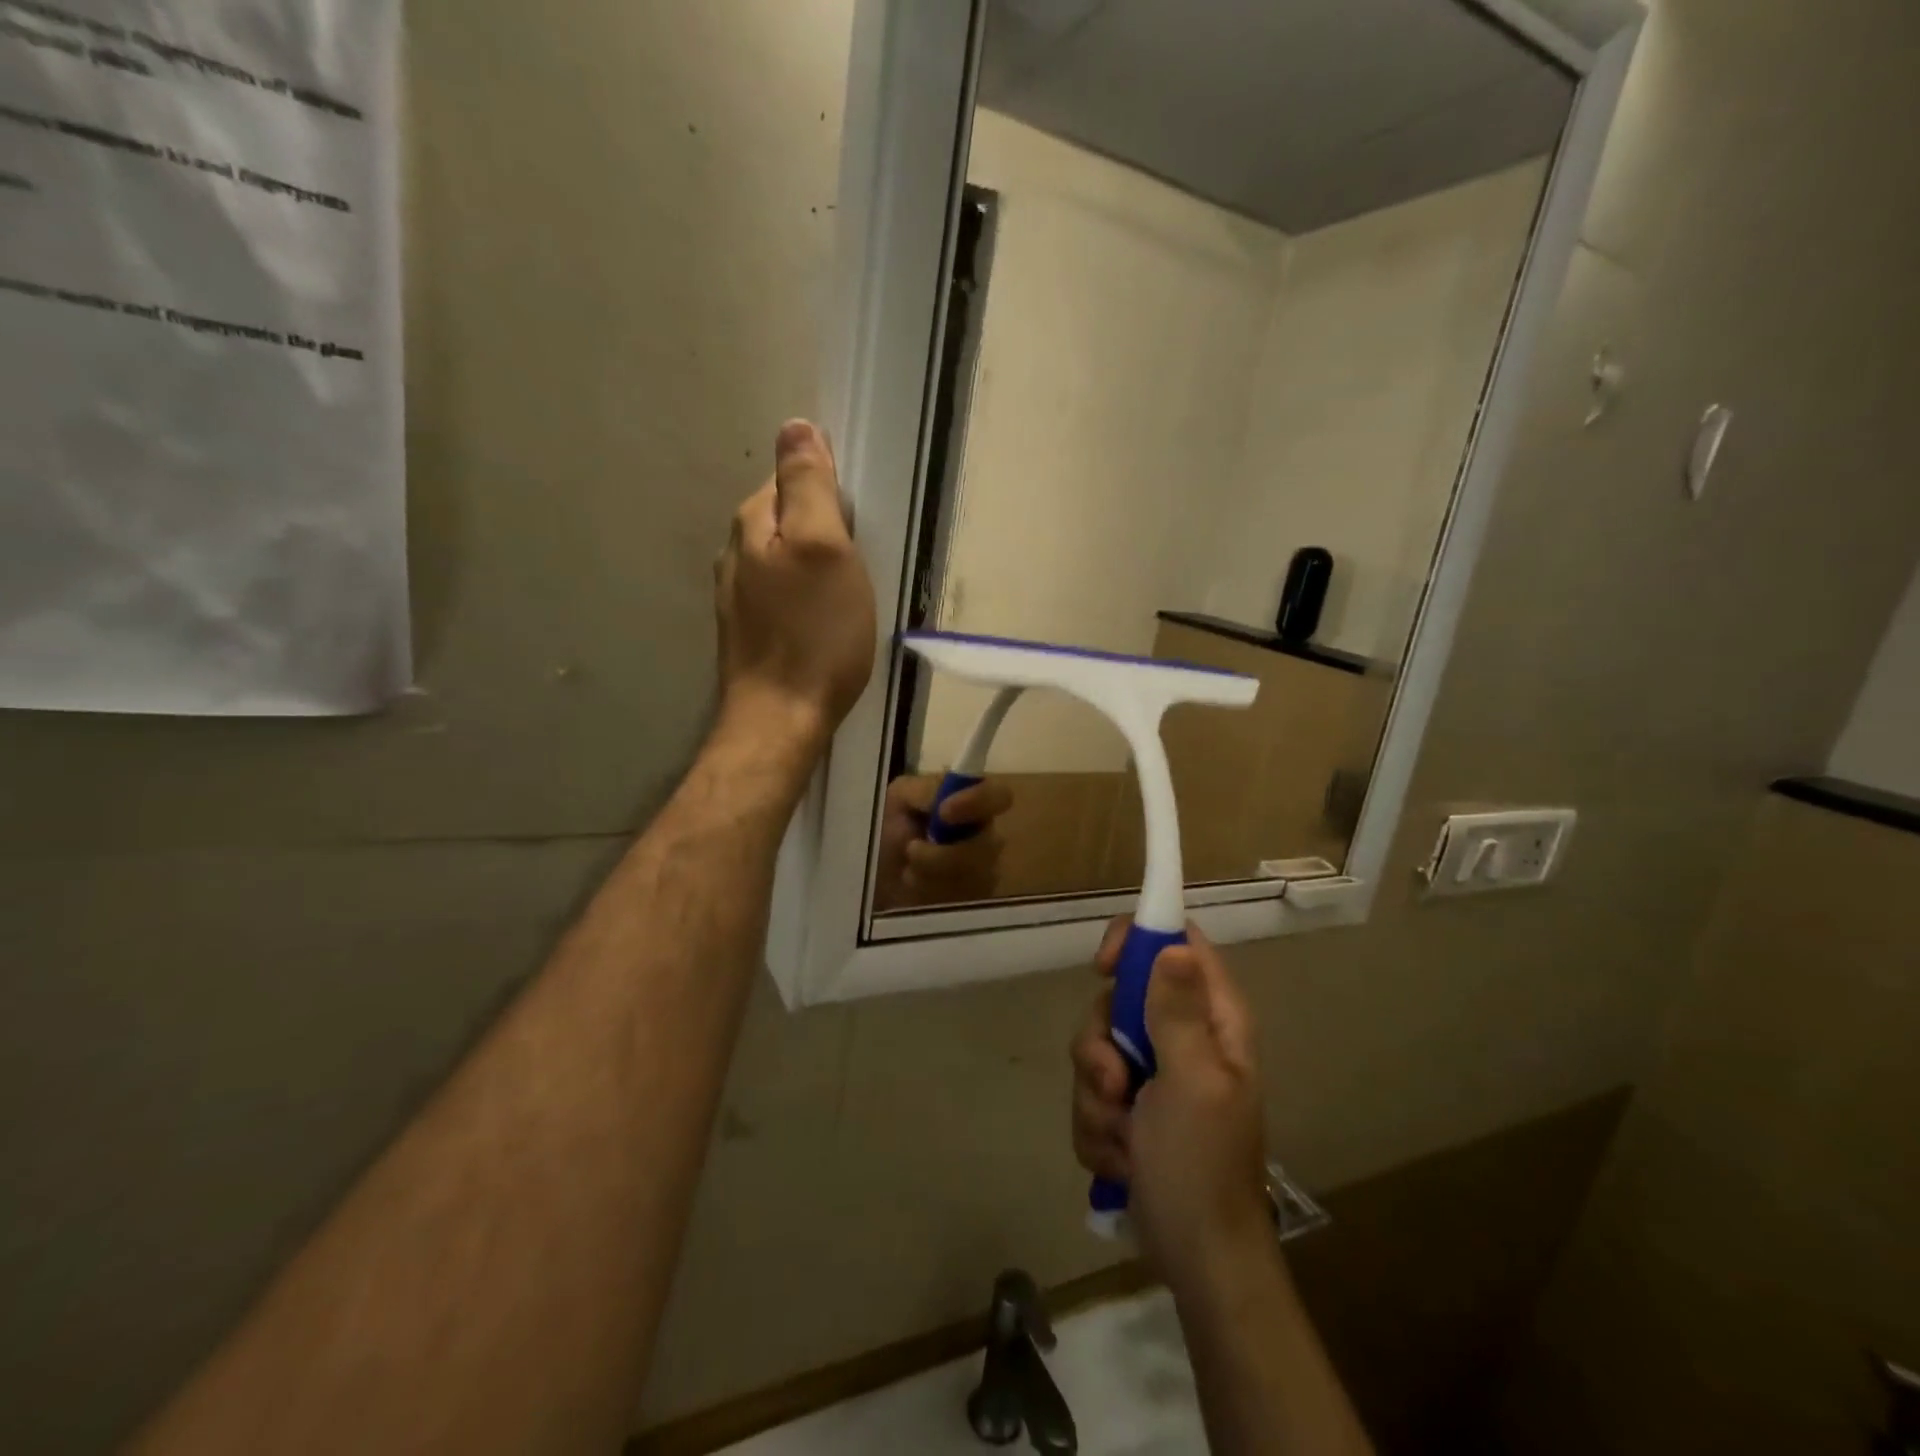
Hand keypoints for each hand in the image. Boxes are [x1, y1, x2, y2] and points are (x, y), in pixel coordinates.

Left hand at [714, 419, 876, 752]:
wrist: (781, 719)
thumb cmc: (814, 634)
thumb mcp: (825, 549)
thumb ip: (809, 486)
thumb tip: (795, 425)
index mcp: (752, 525)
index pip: (789, 478)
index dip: (829, 493)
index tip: (858, 526)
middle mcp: (735, 554)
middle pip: (787, 520)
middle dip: (823, 530)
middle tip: (859, 564)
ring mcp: (737, 597)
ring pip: (784, 561)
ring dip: (815, 567)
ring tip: (846, 596)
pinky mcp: (748, 633)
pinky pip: (782, 596)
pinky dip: (805, 599)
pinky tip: (823, 623)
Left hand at [872, 774, 1014, 910]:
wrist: (874, 884)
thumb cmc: (886, 834)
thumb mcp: (899, 800)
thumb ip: (927, 791)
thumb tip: (948, 799)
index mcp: (968, 802)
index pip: (998, 796)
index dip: (977, 802)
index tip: (943, 813)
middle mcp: (983, 835)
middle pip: (988, 844)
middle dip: (944, 854)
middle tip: (911, 852)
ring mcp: (984, 871)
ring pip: (976, 876)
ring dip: (932, 875)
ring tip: (907, 874)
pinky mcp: (976, 902)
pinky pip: (967, 900)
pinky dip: (933, 895)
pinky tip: (916, 892)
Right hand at [1071, 920, 1271, 1289]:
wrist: (1197, 1258)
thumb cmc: (1201, 1166)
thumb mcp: (1192, 1082)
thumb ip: (1178, 1011)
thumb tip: (1173, 945)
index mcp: (1212, 1019)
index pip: (1175, 942)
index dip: (1136, 941)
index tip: (1103, 968)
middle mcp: (1182, 1036)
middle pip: (1118, 999)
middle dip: (1100, 1046)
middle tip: (1116, 1086)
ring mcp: (1154, 1072)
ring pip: (1095, 1048)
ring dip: (1095, 1097)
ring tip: (1122, 1138)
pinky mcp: (1130, 1107)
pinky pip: (1090, 1091)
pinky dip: (1097, 1126)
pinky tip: (1120, 1159)